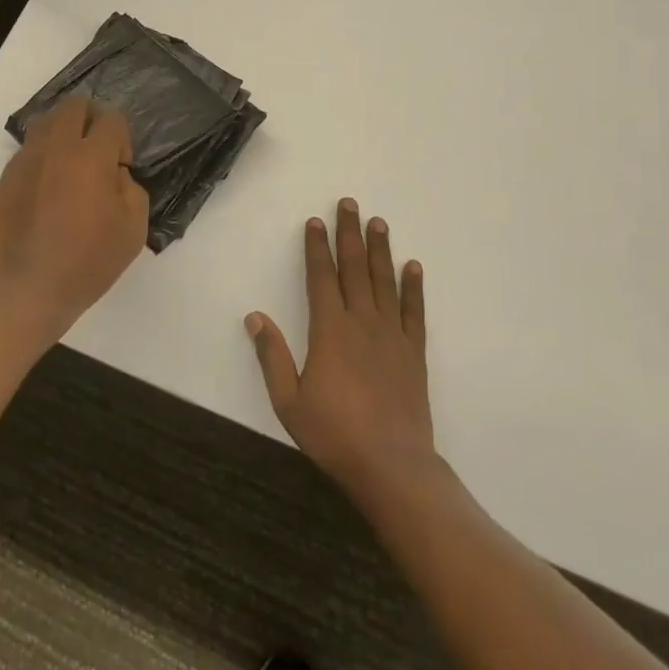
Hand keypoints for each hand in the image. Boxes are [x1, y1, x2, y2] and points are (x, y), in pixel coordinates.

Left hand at [0, 98, 149, 343]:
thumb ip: (131, 188)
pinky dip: (44, 157)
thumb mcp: (133, 229)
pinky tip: (49, 190)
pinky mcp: (6, 178)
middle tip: (98, 151)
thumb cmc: (88, 261)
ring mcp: (26, 161)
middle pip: (74, 106)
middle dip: (92, 119)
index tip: (120, 168)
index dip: (122, 139)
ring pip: (47, 122)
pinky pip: (29, 150)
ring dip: (65, 133)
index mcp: (90, 157)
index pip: (111, 119)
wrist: (29, 289)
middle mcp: (55, 149)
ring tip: (72, 166)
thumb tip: (114, 174)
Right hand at [245, 198, 436, 502]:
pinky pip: (414, 311)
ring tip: (379, 222)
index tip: (315, 221)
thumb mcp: (289, 401)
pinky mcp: (413, 352)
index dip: (317, 247)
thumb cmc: (334, 434)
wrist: (391, 465)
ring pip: (384, 281)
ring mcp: (391, 335)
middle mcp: (361, 322)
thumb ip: (272, 356)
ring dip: (380, 250)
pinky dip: (413, 287)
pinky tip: (413, 267)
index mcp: (329, 329)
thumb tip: (254, 317)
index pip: (321, 277)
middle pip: (354, 268)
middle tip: (350, 204)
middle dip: (349, 234)